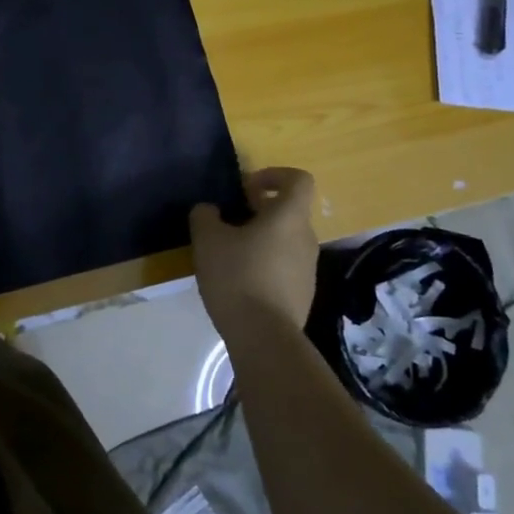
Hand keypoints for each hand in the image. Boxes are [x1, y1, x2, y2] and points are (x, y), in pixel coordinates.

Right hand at [191, 167, 318, 344]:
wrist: (264, 338)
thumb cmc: (237, 277)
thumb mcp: (208, 239)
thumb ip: (205, 215)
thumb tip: (210, 210)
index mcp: (289, 217)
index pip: (299, 180)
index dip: (274, 175)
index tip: (247, 188)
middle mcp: (306, 238)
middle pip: (289, 211)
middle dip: (259, 210)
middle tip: (229, 222)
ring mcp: (308, 269)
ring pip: (285, 240)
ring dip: (261, 239)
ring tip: (230, 254)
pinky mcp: (303, 294)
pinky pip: (285, 266)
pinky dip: (265, 264)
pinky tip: (240, 282)